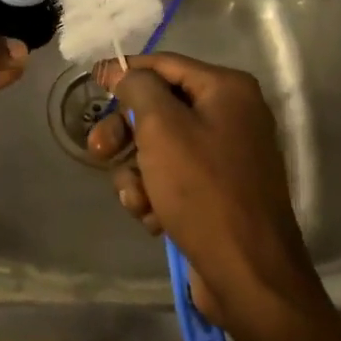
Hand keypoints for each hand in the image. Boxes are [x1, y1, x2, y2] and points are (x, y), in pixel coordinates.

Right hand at [88, 52, 324, 340]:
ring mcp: (226, 156)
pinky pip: (173, 178)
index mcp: (227, 90)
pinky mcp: (217, 192)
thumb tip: (124, 73)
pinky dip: (156, 194)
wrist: (249, 276)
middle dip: (125, 132)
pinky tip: (153, 217)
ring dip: (138, 172)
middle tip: (97, 150)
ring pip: (159, 147)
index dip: (125, 72)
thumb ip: (138, 88)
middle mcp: (231, 116)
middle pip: (159, 108)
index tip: (91, 82)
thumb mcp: (161, 127)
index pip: (164, 65)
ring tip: (138, 200)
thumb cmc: (203, 190)